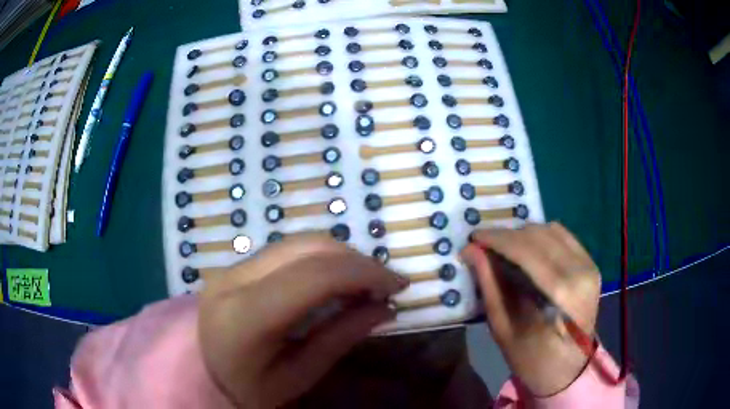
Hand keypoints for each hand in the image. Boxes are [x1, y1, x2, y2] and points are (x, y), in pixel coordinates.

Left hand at [198, 235, 407, 407]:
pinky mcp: (235, 265)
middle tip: (385, 284)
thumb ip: (340, 338)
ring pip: (299, 242)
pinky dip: (321, 258)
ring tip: (365, 281)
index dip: (364, 272)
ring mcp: (231, 267)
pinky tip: (336, 278)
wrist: (199, 373)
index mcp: (245, 317)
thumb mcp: (297, 377)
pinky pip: (287, 250)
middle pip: (308, 248)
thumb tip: (385, 307)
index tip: (398, 284)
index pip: (313, 277)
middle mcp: (233, 279)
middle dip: (357, 260)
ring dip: (341, 256)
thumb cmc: (248, 389)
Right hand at [461, 222, 600, 395]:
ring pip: (551, 230)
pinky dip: (540, 237)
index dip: (497, 239)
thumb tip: (471, 250)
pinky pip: (563, 236)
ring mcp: (589, 265)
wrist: (568, 370)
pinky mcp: (591, 264)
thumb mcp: (504, 328)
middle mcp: (581, 271)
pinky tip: (526, 248)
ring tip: (503, 247)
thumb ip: (490, 285)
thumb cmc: (532, 359)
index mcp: (562, 294)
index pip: (527, 250)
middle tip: (484, 244)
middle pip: (539, 235)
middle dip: (507, 235)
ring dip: (523, 234)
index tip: (473, 237)